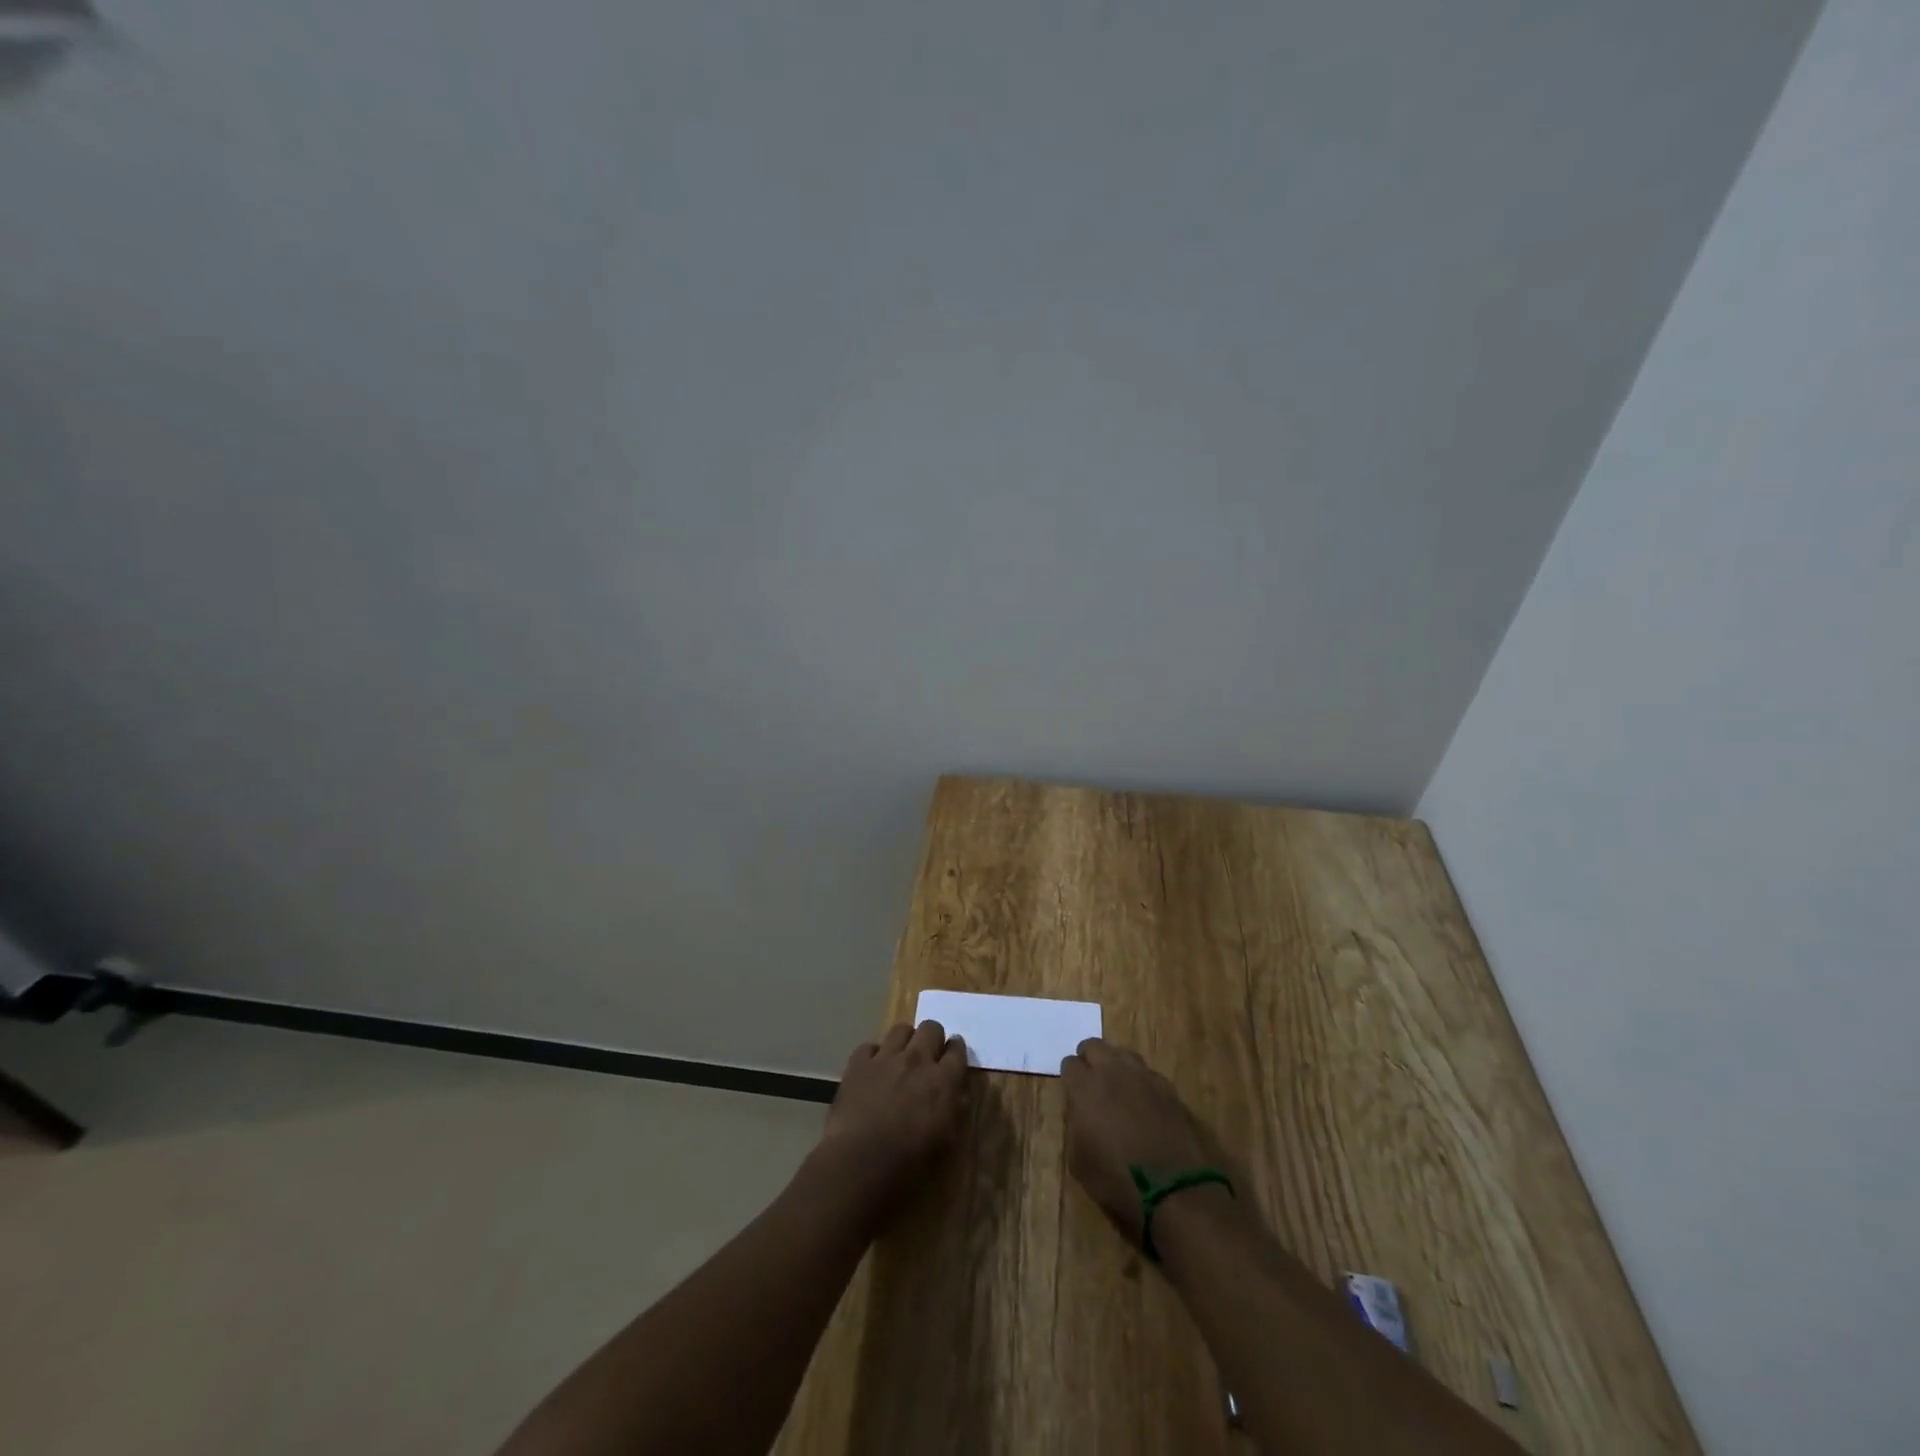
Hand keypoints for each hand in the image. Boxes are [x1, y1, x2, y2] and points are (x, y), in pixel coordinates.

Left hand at [811, 1020, 968, 1229]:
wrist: (859, 1165)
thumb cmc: (908, 1166)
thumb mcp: (946, 1144)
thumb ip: (953, 1110)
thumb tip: (954, 1094)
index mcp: (943, 1081)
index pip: (958, 1050)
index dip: (956, 1051)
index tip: (953, 1057)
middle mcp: (917, 1060)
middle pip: (931, 1028)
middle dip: (933, 1039)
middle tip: (928, 1057)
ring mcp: (885, 1058)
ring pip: (901, 1029)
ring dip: (905, 1041)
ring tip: (901, 1060)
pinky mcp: (858, 1064)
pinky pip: (869, 1046)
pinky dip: (874, 1056)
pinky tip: (872, 1072)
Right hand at [1062, 1038, 1240, 1248]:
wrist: (1177, 1192)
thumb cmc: (1119, 1182)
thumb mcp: (1080, 1162)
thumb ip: (1075, 1126)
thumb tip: (1081, 1114)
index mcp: (1085, 1088)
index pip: (1070, 1064)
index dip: (1070, 1078)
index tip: (1072, 1094)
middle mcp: (1113, 1072)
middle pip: (1095, 1046)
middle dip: (1090, 1060)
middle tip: (1091, 1085)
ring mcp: (1145, 1077)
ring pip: (1123, 1054)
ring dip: (1116, 1066)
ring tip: (1118, 1090)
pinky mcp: (1169, 1089)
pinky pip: (1148, 1074)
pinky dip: (1141, 1083)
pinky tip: (1145, 1105)